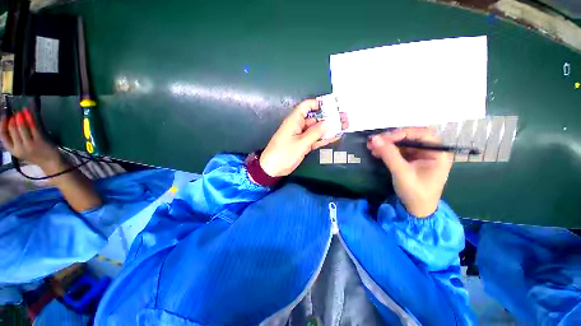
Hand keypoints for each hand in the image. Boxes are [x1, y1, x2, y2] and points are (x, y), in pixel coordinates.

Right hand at [0, 108, 63, 172]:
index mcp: (13, 150)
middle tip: (15, 112)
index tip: (4, 116)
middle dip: (13, 119)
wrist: (50, 162)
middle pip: (12, 129)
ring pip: (22, 127)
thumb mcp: (21, 147)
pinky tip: (29, 112)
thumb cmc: (35, 153)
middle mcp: (20, 147)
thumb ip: (15, 137)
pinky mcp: (40, 140)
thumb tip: (11, 119)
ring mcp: (30, 144)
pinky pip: (34, 127)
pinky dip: (30, 118)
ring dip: (21, 117)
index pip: (3, 136)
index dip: (2, 125)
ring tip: (22, 110)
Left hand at [259, 99, 348, 176]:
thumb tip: (329, 122)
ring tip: (345, 126)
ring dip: (329, 129)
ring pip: (317, 130)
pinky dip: (324, 138)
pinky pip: (315, 139)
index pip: (306, 106)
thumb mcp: (301, 143)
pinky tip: (336, 136)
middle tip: (345, 118)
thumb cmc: (284, 153)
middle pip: (315, 118)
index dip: (318, 104)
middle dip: (329, 118)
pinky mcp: (303, 145)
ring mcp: (301, 136)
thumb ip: (315, 132)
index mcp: (294, 121)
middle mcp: (298, 126)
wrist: (273, 169)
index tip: (332, 106)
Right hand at [367, 128, 452, 216]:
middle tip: (374, 141)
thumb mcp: (402, 173)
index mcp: (437, 153)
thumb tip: (374, 139)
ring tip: (371, 146)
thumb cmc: (415, 193)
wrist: (416, 210)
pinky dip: (386, 151)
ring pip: (401, 144)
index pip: (421, 134)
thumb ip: (389, 154)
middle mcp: (429, 151)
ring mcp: (419, 156)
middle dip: (391, 139)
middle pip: (410, 137)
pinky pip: (398, 151)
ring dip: (386, 144)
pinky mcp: (410, 161)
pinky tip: (376, 152)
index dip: (402, 133)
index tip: (384, 138)